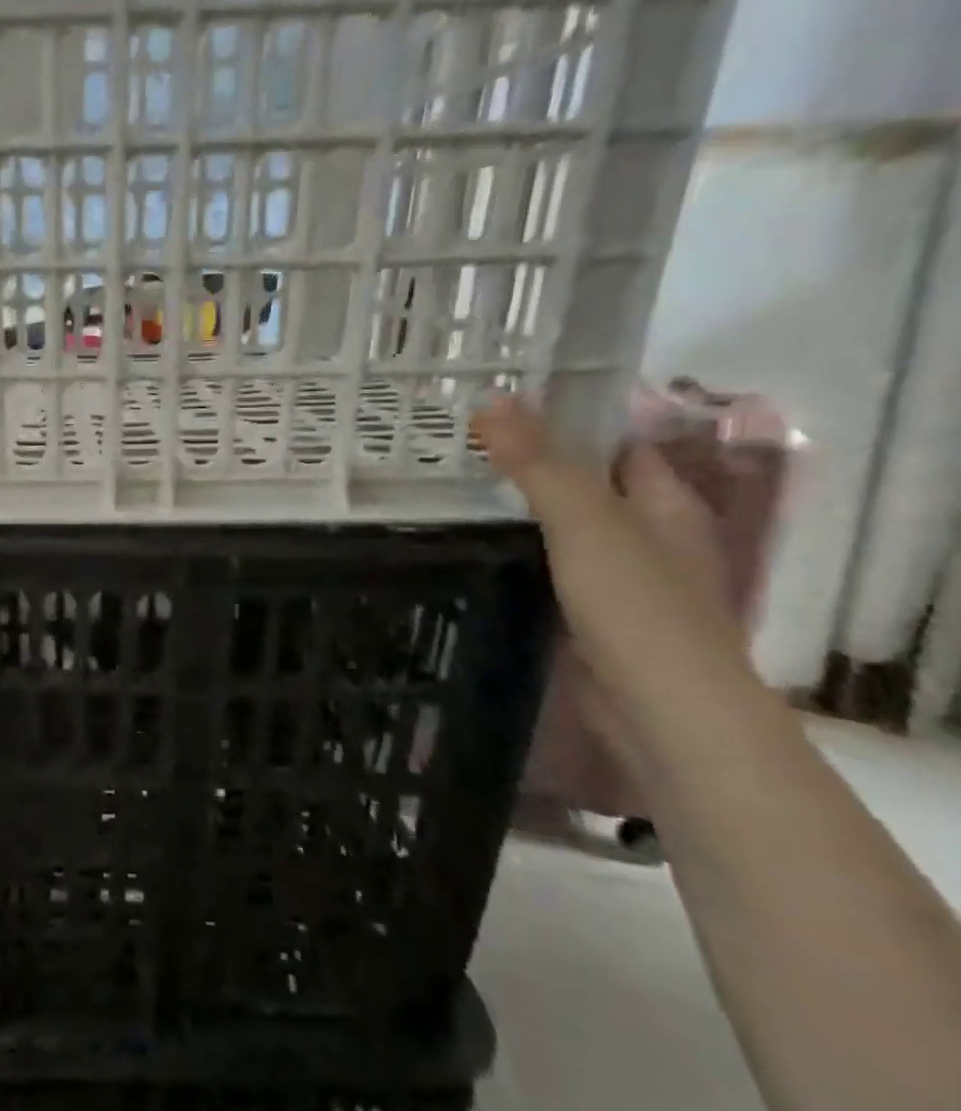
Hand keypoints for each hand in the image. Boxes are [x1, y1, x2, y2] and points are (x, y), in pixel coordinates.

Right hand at [472, 398, 756, 763]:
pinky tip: (468, 548)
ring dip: (514, 513)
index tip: (497, 406)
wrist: (661, 713)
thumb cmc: (638, 608)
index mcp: (664, 503)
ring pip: (559, 531)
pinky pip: (546, 570)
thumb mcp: (585, 523)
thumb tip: (493, 397)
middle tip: (454, 446)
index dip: (565, 419)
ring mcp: (619, 579)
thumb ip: (539, 464)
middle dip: (526, 466)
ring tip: (447, 489)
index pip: (613, 443)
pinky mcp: (589, 616)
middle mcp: (647, 535)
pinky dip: (514, 554)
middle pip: (582, 486)